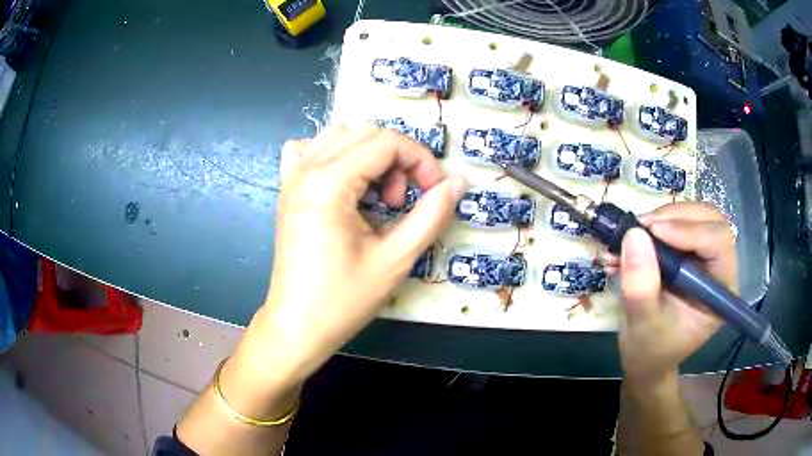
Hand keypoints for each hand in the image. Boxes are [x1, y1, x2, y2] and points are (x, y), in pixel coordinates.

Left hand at [229, 124, 467, 402]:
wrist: (297, 325)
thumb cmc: (344, 300)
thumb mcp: (396, 259)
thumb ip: (432, 214)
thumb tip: (459, 181)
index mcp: (330, 182)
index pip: (387, 141)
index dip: (421, 160)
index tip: (435, 192)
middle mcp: (307, 169)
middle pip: (365, 131)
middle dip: (397, 158)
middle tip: (402, 202)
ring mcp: (292, 177)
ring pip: (340, 134)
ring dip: (370, 155)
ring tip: (377, 196)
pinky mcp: (287, 189)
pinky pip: (310, 149)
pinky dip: (335, 155)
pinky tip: (345, 183)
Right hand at [604, 203, 736, 383]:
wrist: (646, 359)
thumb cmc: (649, 351)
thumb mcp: (642, 325)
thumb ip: (640, 287)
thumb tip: (634, 234)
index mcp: (721, 291)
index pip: (718, 242)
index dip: (688, 230)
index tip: (651, 231)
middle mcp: (719, 269)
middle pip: (709, 220)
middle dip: (675, 217)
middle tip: (642, 226)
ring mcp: (705, 259)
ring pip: (694, 216)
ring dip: (663, 217)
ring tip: (633, 233)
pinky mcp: (690, 253)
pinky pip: (678, 224)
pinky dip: (654, 225)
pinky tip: (632, 240)